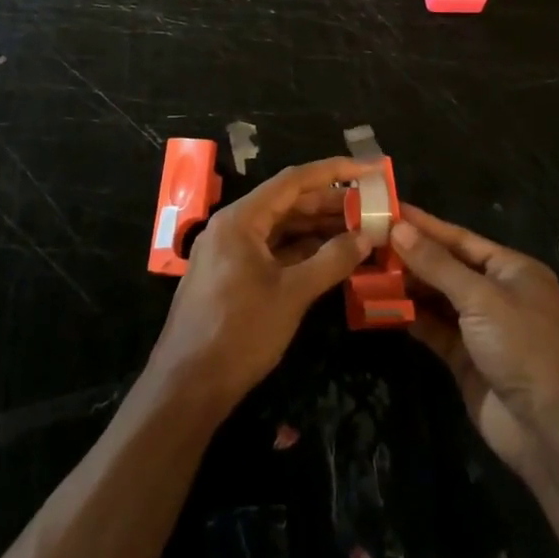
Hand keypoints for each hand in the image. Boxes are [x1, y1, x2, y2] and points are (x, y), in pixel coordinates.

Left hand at [147, 157, 373, 412]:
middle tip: (372, 206)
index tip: (368, 169)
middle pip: (288, 203)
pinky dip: (302, 252)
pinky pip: (272, 251)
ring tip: (359, 230)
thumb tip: (366, 237)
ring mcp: (229, 253)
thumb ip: (331, 260)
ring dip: (318, 229)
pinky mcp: (231, 277)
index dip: (333, 172)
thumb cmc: (240, 333)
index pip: (293, 181)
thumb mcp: (292, 294)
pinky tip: (332, 257)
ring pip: (281, 229)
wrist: (186, 388)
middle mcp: (232, 227)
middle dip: (330, 204)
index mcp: (240, 219)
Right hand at [392, 204, 558, 477]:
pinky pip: (433, 328)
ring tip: (367, 269)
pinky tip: (381, 305)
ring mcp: (481, 327)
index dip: (423, 225)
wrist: (549, 430)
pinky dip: (410, 316)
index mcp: (512, 269)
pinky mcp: (466, 357)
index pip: (459, 238)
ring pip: (437, 298)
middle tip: (367, 241)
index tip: (387, 210)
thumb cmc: (522, 347)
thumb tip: (398, 228)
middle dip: (410, 255)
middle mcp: (497, 293)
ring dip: (406, 285)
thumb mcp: (480, 298)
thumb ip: (437, 264)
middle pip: (446, 266)